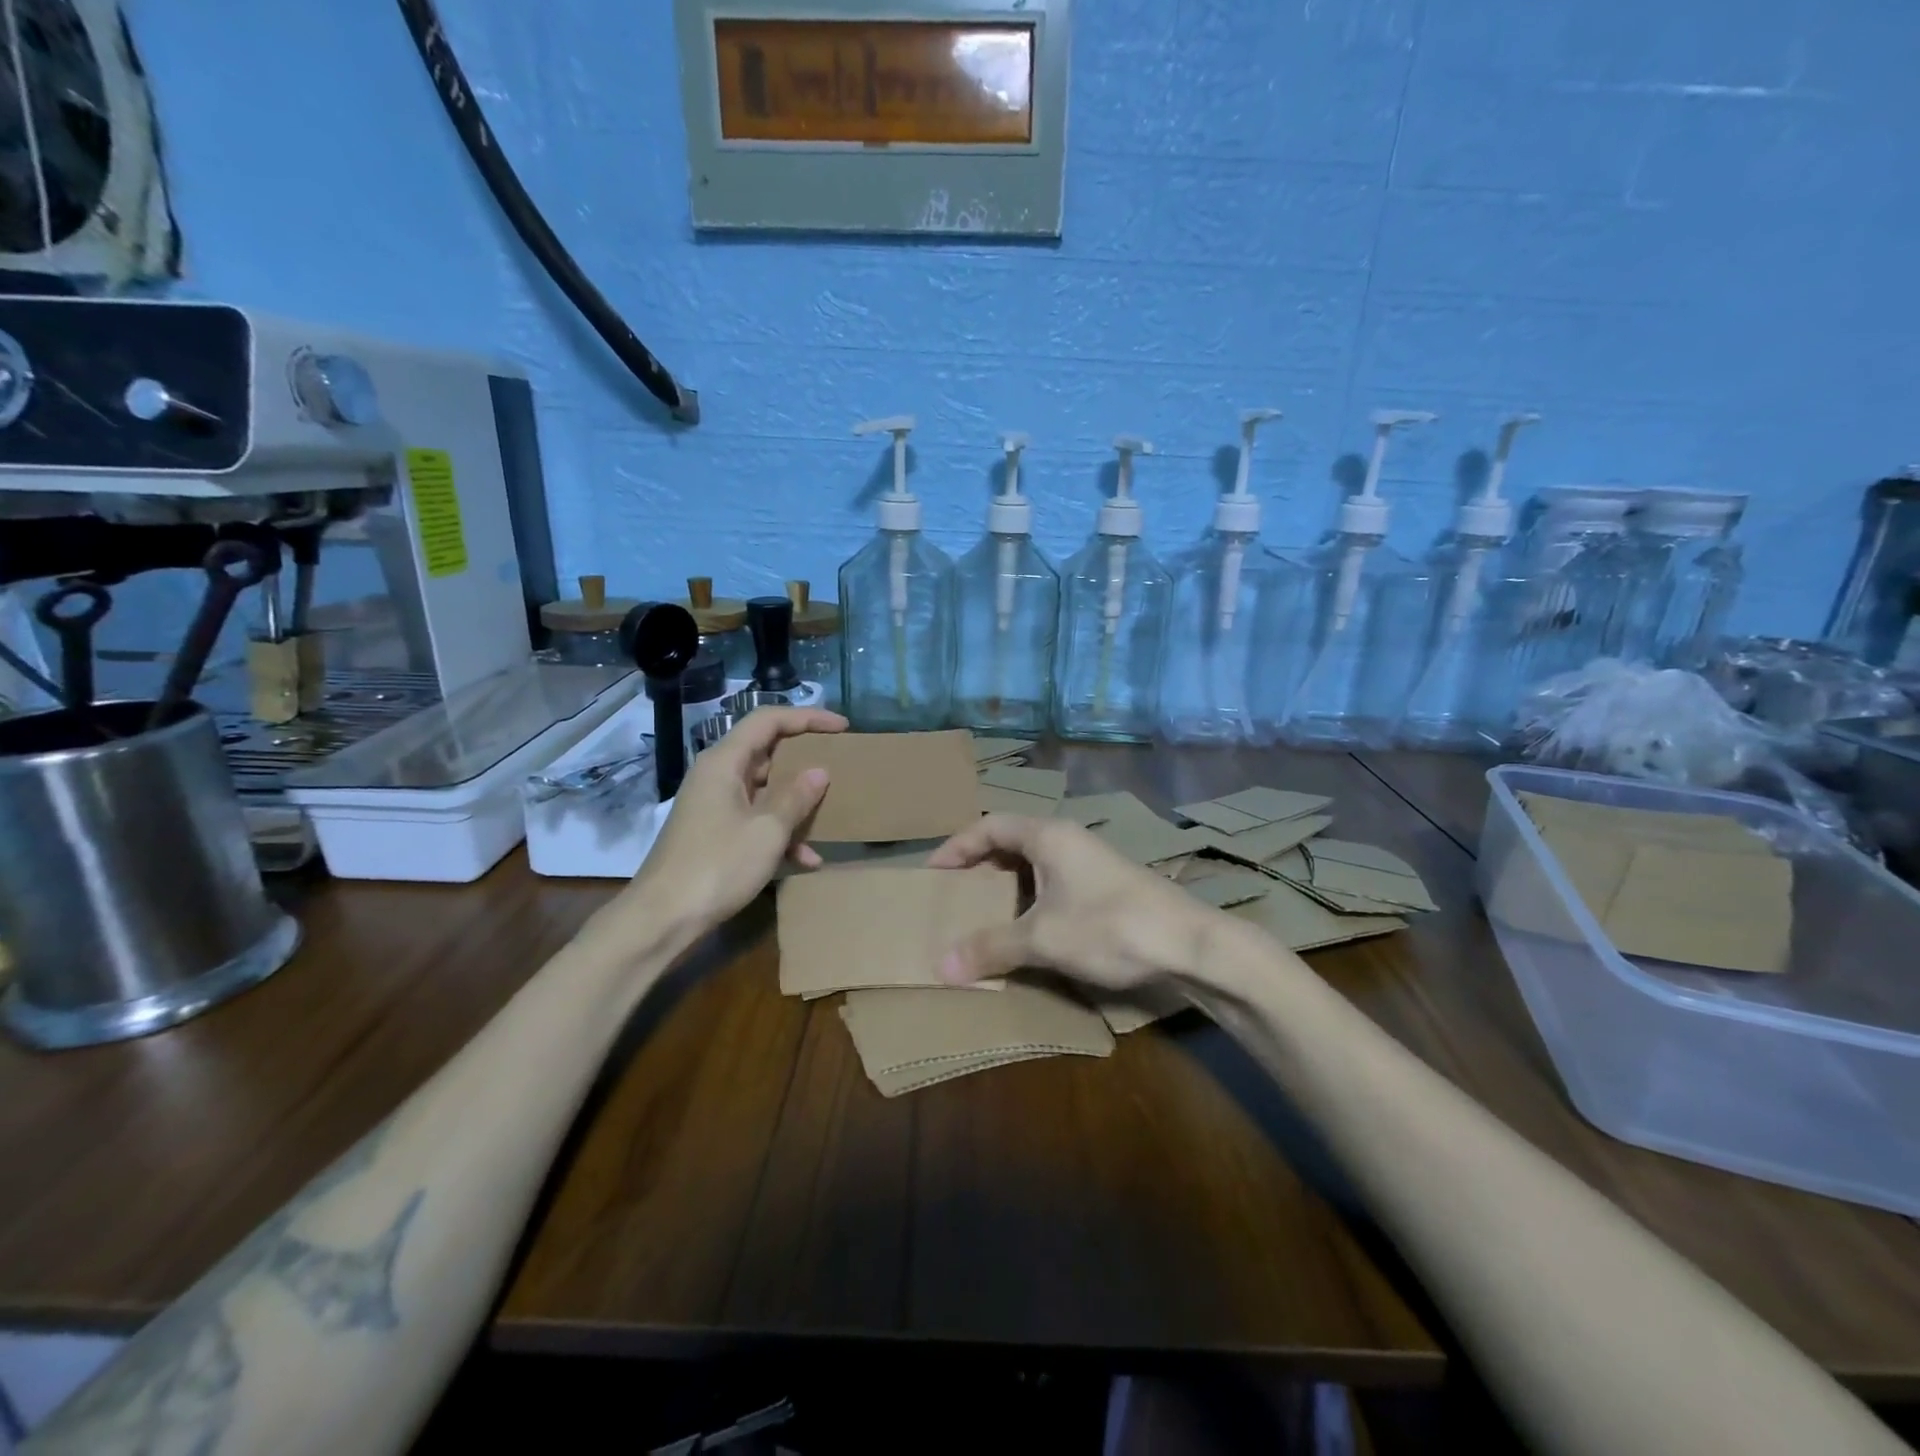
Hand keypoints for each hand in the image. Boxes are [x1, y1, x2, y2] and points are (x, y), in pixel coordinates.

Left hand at [627, 706, 845, 933]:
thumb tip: (819, 772)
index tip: (843, 727)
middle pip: (767, 751)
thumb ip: (796, 797)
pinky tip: (806, 860)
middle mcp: (717, 775)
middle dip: (805, 760)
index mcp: (724, 762)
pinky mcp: (715, 832)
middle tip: (840, 765)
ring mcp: (714, 805)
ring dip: (796, 803)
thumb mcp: (767, 830)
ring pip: (764, 789)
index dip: (808, 717)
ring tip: (831, 815)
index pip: (768, 720)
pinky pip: (755, 818)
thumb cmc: (717, 866)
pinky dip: (780, 832)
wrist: (662, 919)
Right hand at [926, 815, 1215, 991]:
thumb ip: (991, 947)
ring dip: (1007, 886)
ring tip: (984, 914)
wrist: (1191, 944)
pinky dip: (1032, 900)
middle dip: (980, 866)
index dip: (956, 846)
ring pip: (1035, 864)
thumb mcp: (1043, 938)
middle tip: (954, 895)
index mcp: (1048, 835)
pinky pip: (1054, 883)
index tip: (932, 874)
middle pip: (1011, 841)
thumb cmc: (1110, 926)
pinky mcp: (1107, 886)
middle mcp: (1068, 839)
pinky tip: (1029, 930)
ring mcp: (1091, 862)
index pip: (989, 825)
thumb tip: (940, 965)